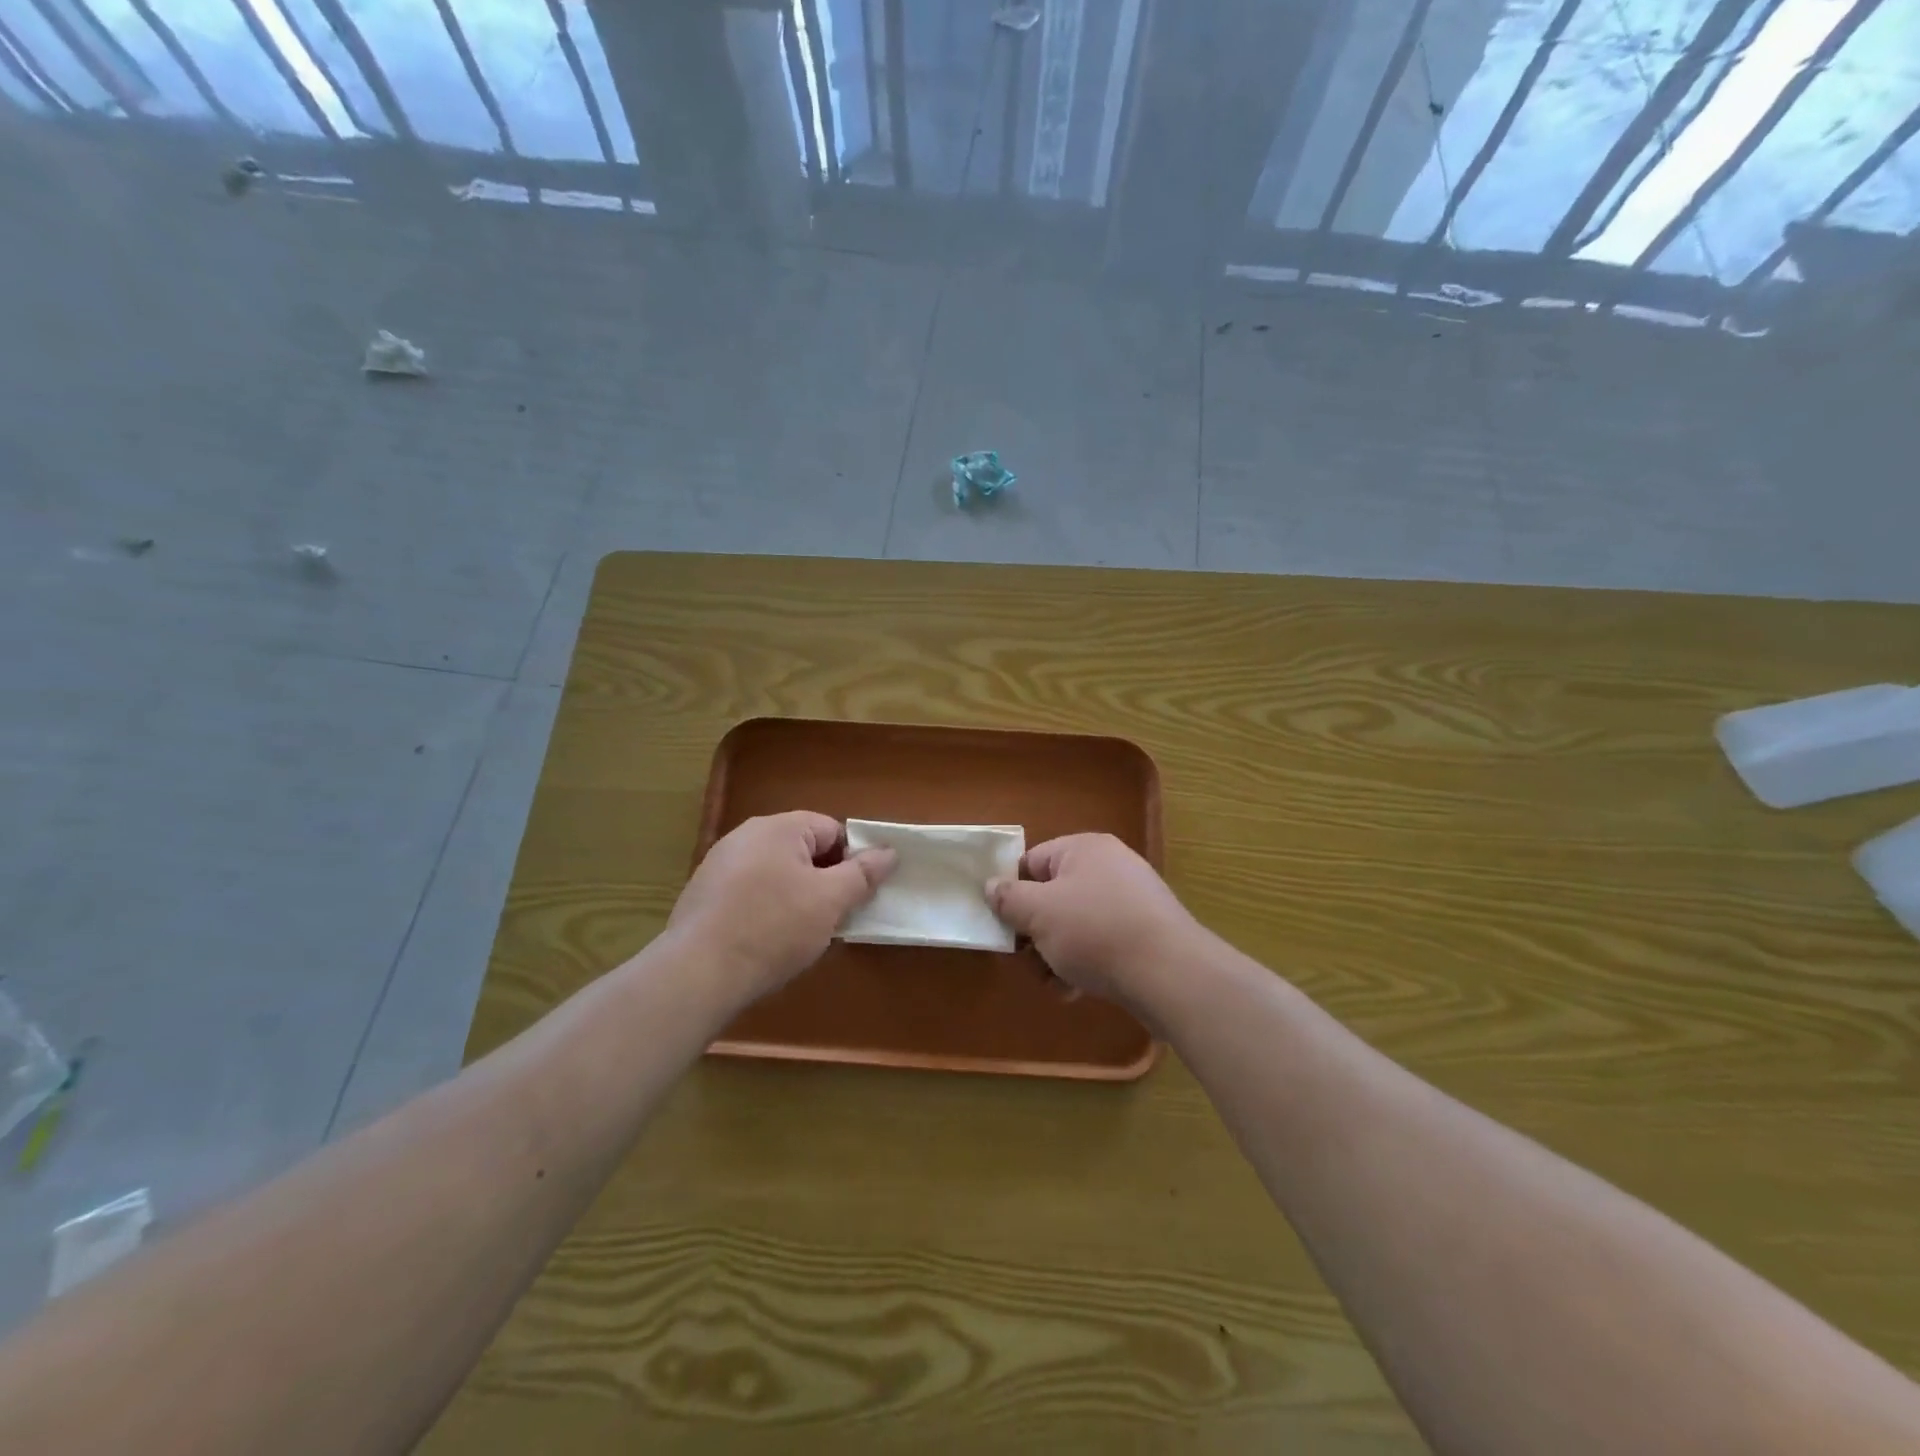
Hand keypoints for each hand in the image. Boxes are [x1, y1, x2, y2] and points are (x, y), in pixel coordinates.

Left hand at [667, 811, 894, 1005]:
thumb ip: (863, 873)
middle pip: (803, 850)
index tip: (857, 895)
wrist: (697, 974)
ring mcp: (720, 864)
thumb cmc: (773, 929)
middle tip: (834, 917)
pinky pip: (750, 891)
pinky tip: (767, 941)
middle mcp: (746, 835)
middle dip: (824, 880)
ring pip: (777, 873)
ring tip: (801, 934)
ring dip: (796, 897)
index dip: (852, 860)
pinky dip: (766, 909)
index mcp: (779, 827)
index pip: (832, 830)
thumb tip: (889, 852)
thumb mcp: (830, 902)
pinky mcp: (704, 893)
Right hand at [986, 833, 1202, 1011]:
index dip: (1013, 893)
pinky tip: (1076, 990)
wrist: (1169, 974)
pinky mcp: (1144, 934)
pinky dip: (1084, 964)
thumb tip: (991, 886)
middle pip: (1053, 897)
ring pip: (1075, 925)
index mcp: (1084, 849)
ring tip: (1053, 981)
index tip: (1003, 925)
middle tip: (1026, 960)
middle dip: (1035, 932)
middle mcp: (1109, 867)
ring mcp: (1130, 901)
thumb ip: (1008, 898)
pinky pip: (1101, 943)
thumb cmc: (1095, 931)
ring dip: (1055, 954)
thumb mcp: (1039, 913)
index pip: (1032, 862)